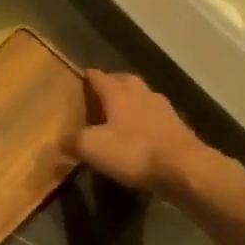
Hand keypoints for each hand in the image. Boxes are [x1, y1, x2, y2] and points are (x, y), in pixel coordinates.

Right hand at [68, 69, 208, 197]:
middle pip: (124, 80)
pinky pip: (156, 116)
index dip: (88, 77)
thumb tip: (60, 141)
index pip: (99, 77)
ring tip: (120, 114)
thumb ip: (74, 141)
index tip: (82, 78)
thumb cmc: (133, 151)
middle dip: (112, 84)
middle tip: (100, 95)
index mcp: (118, 92)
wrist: (184, 167)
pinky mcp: (178, 126)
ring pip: (142, 96)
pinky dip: (146, 120)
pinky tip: (142, 133)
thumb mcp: (93, 148)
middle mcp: (141, 93)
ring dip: (131, 101)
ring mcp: (163, 108)